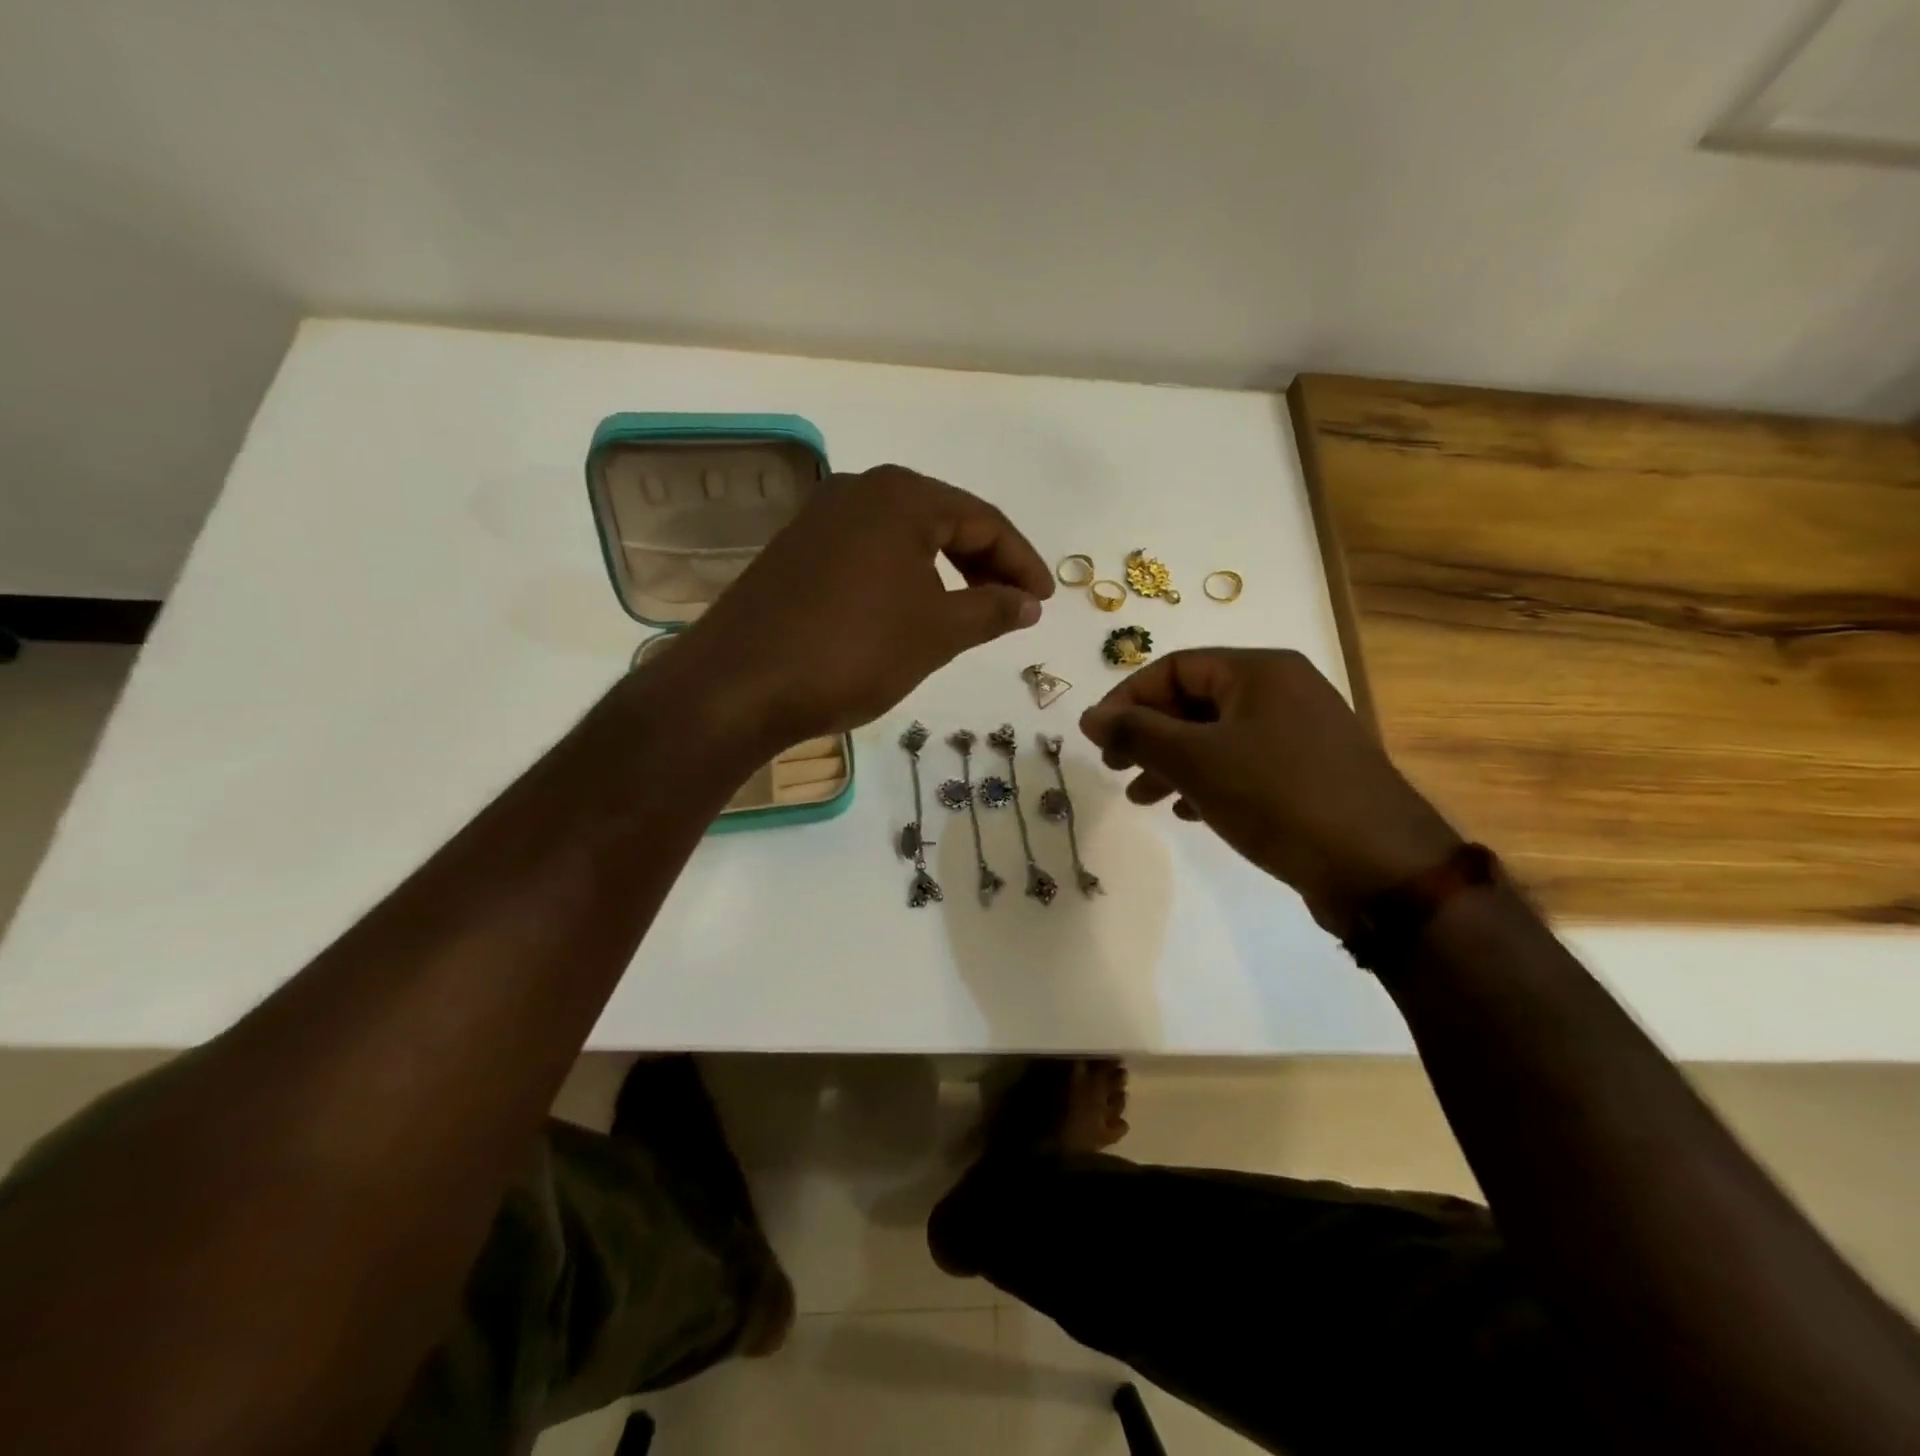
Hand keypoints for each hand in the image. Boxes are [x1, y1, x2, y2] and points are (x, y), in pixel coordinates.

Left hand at [677, 465, 1052, 746]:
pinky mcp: (795, 553)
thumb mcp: (936, 631)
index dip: (1022, 562)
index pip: (983, 519)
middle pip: (943, 520)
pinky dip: (903, 581)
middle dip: (985, 565)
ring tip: (970, 614)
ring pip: (904, 539)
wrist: (740, 685)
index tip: (1044, 602)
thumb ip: (991, 609)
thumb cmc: (853, 650)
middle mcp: (858, 491)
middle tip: (1013, 607)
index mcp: (900, 495)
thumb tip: (1028, 603)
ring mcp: (820, 520)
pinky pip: (869, 556)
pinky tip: (911, 614)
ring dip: (945, 574)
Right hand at [1079, 648, 1460, 936]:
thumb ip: (1137, 733)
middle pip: (1194, 700)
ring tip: (1141, 799)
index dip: (1128, 698)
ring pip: (1216, 737)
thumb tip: (1090, 716)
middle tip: (1115, 769)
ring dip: (1171, 763)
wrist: (1380, 869)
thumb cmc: (1278, 797)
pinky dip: (1207, 782)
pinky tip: (1187, 812)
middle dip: (1148, 735)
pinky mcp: (1308, 774)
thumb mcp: (1196, 761)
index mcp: (1259, 671)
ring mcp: (1299, 733)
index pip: (1174, 667)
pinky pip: (1242, 764)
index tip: (1097, 738)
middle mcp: (1282, 691)